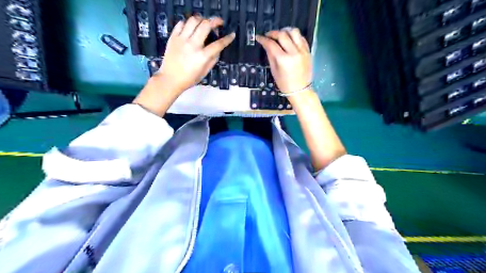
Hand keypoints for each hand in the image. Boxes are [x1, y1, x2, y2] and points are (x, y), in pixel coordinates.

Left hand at [157, 16, 234, 94]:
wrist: (170, 79)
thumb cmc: (189, 79)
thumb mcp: (204, 72)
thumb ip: (213, 60)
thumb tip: (218, 50)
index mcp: (202, 56)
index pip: (218, 44)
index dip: (227, 39)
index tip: (232, 34)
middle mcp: (192, 45)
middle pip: (205, 25)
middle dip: (215, 21)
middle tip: (218, 23)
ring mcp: (181, 39)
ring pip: (193, 20)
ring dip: (201, 19)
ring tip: (204, 23)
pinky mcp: (173, 37)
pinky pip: (181, 23)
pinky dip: (187, 23)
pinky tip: (191, 28)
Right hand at [256, 28, 313, 93]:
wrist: (300, 90)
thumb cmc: (284, 84)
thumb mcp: (274, 71)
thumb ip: (270, 55)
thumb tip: (266, 44)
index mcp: (283, 60)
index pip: (271, 44)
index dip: (263, 39)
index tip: (259, 37)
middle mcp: (294, 53)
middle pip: (283, 35)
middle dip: (273, 33)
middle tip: (268, 36)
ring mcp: (303, 51)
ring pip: (294, 32)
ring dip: (285, 31)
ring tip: (281, 36)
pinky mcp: (308, 51)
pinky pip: (301, 38)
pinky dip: (294, 36)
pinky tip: (290, 40)